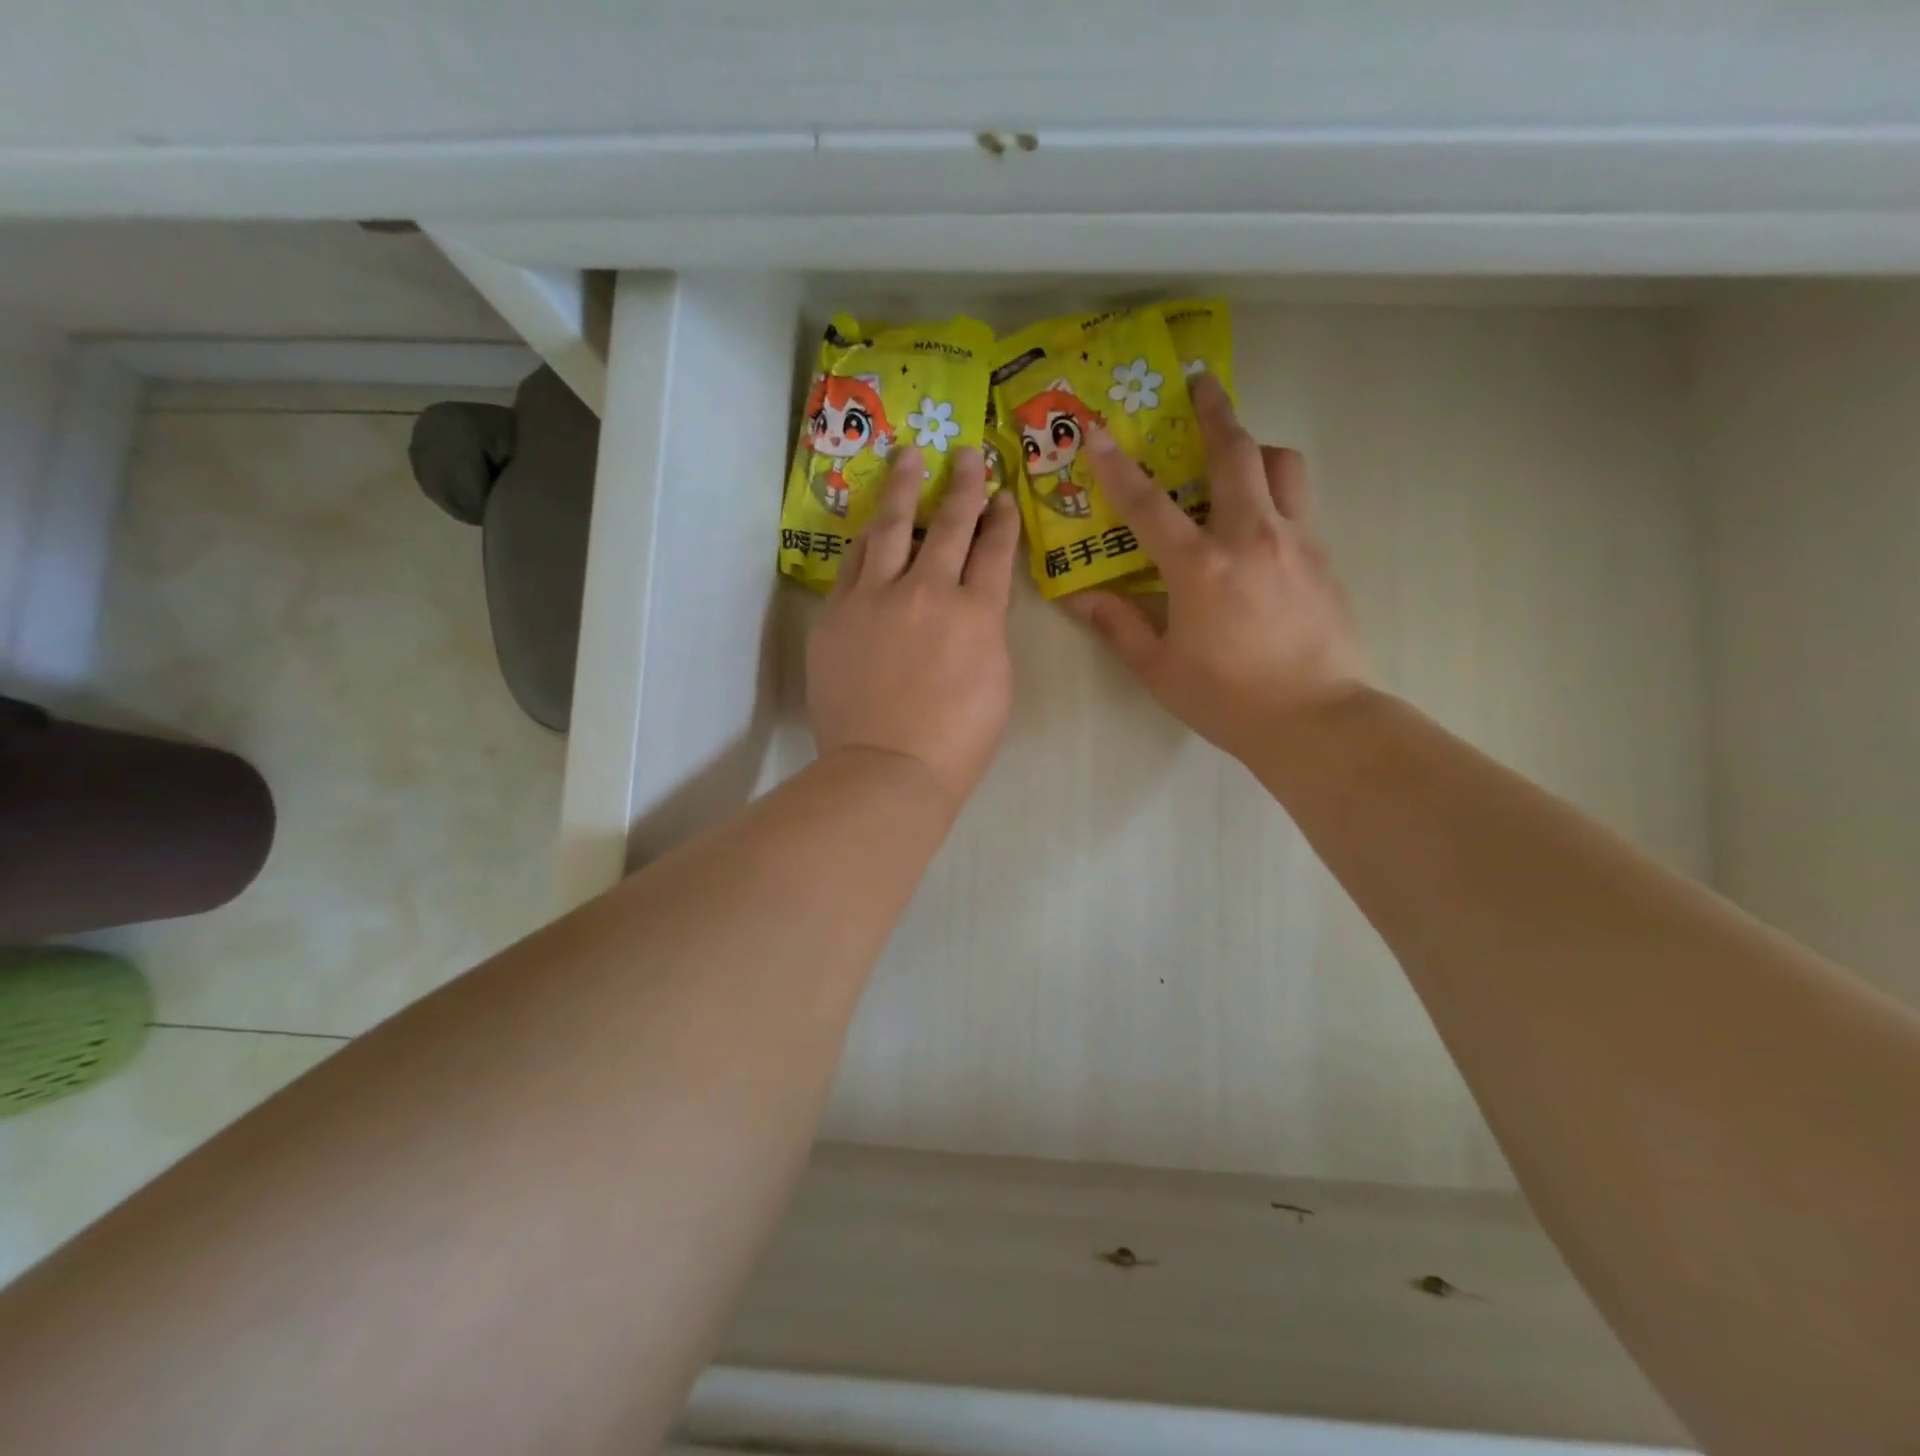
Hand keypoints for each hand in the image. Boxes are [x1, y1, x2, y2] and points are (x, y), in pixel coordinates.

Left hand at [808, 447, 1020, 811]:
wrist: (886, 768)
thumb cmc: (956, 741)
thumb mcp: (996, 684)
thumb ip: (985, 634)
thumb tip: (972, 607)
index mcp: (977, 613)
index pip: (994, 550)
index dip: (1002, 518)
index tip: (1003, 495)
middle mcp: (928, 591)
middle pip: (948, 524)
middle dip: (962, 485)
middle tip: (967, 455)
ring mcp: (876, 599)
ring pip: (890, 528)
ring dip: (903, 489)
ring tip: (908, 458)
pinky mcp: (837, 614)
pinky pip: (852, 565)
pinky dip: (866, 542)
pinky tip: (869, 527)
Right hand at [1065, 374, 1369, 761]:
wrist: (1316, 720)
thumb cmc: (1227, 698)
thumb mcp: (1159, 669)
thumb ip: (1120, 626)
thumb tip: (1081, 599)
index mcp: (1200, 566)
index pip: (1148, 503)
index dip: (1117, 465)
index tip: (1096, 430)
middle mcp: (1251, 537)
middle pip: (1235, 454)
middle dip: (1214, 412)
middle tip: (1201, 383)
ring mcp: (1296, 543)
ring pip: (1283, 467)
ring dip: (1257, 449)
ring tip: (1239, 456)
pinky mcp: (1325, 560)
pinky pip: (1300, 507)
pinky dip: (1277, 495)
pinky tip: (1262, 526)